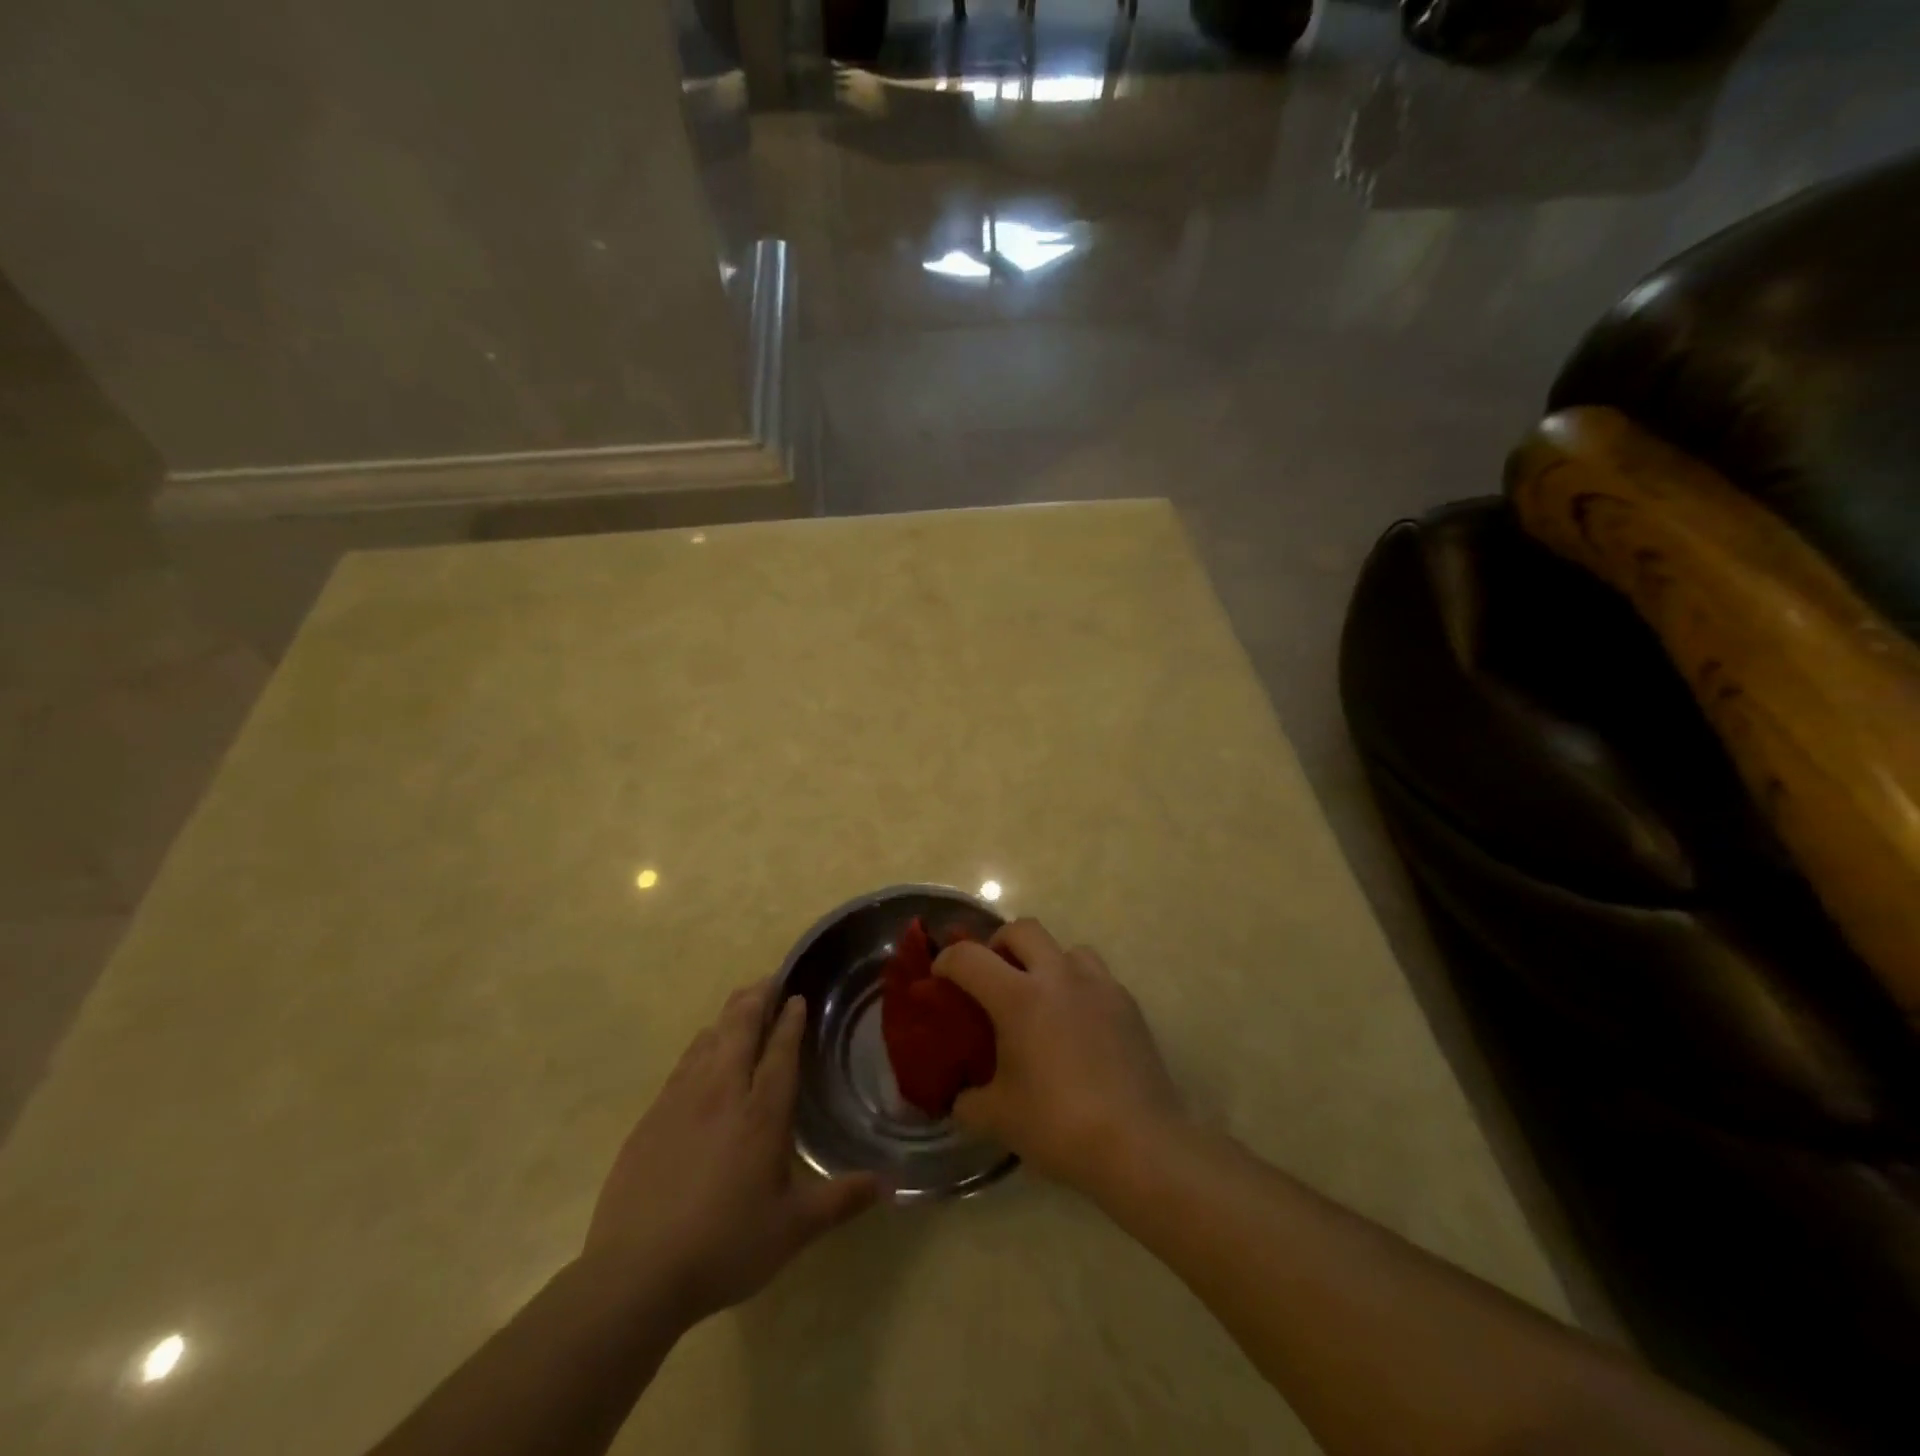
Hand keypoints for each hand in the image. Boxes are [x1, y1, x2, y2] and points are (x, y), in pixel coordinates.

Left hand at [584, 980, 878, 1323]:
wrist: (634, 1275)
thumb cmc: (724, 1246)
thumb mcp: (794, 1229)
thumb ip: (842, 1200)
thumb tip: (890, 1184)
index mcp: (761, 1113)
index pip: (780, 1050)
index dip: (791, 1020)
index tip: (798, 996)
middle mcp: (722, 1093)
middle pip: (740, 1028)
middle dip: (758, 998)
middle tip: (771, 980)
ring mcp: (681, 1101)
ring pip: (709, 1039)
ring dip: (728, 1016)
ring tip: (742, 1004)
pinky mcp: (651, 1117)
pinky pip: (683, 1063)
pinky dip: (701, 1045)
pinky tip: (702, 1050)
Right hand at [935, 918, 1185, 1194]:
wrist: (1139, 1144)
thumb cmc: (1059, 1125)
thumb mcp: (998, 1118)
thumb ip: (968, 1101)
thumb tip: (959, 1098)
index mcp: (1019, 997)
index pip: (969, 958)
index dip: (946, 962)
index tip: (939, 978)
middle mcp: (1058, 977)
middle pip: (1022, 929)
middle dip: (999, 944)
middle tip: (991, 976)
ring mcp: (1098, 985)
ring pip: (1065, 948)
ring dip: (1044, 961)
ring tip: (1040, 997)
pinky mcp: (1127, 1003)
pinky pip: (1095, 976)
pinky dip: (1077, 986)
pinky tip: (1076, 1024)